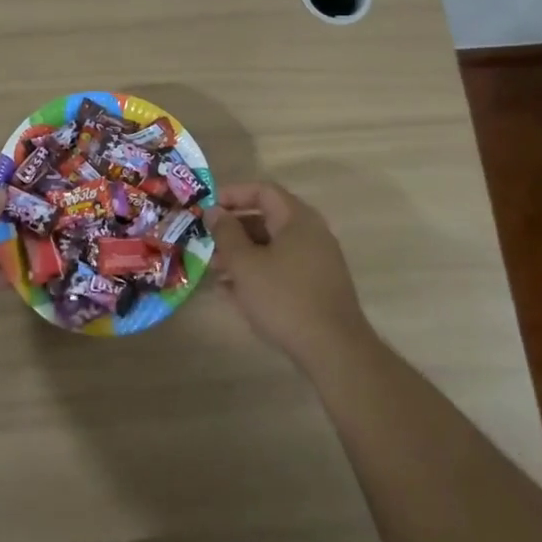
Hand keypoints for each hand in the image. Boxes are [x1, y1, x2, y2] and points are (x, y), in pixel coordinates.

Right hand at [204, 181, 371, 370]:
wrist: (334, 350)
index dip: (232, 194)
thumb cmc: (284, 298)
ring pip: (272, 246)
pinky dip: (258, 272)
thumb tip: (214, 211)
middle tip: (207, 241)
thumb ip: (226, 233)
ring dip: (242, 253)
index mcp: (297, 219)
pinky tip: (233, 291)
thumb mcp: (245, 264)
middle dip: (233, 229)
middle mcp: (311, 233)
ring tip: (215, 269)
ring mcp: (317, 261)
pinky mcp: (317, 286)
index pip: (263, 191)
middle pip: (267, 218)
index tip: (207, 208)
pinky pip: (282, 268)